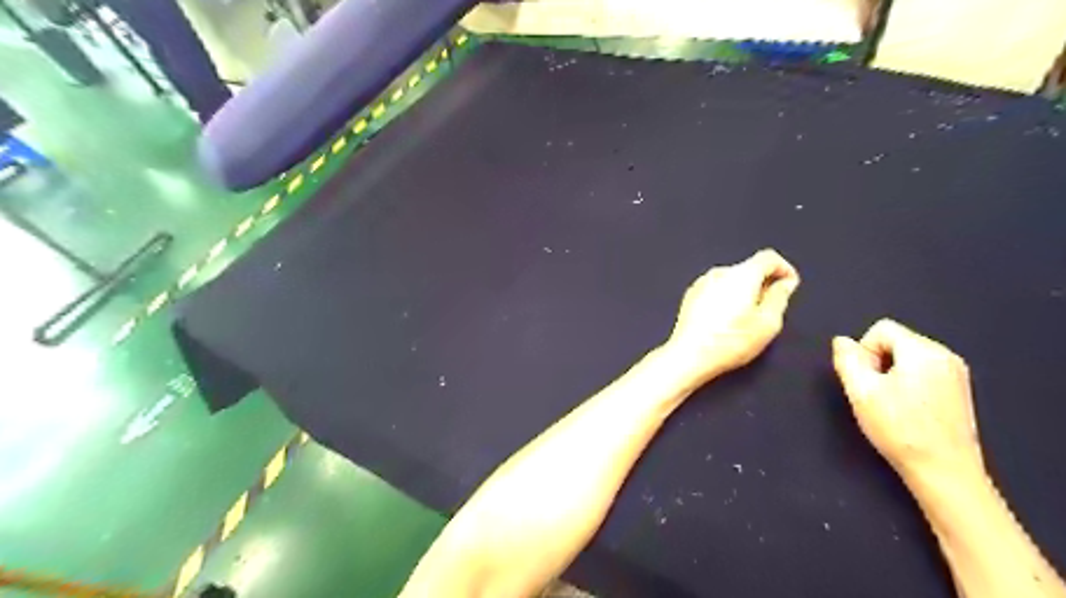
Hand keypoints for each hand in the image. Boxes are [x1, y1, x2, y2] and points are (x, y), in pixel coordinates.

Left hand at [665, 247, 803, 382]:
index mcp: (742, 275)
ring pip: (731, 280)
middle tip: (769, 308)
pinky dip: (726, 298)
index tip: (789, 285)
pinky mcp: (691, 296)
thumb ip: (780, 297)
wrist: (689, 355)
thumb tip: (784, 284)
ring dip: (743, 292)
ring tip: (746, 318)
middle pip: (749, 269)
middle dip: (763, 283)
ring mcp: (702, 283)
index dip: (784, 269)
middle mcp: (720, 273)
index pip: (768, 257)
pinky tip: (726, 321)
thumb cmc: (729, 341)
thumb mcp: (768, 323)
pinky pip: (716, 289)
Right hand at [833, 321, 980, 482]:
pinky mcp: (958, 391)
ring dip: (891, 374)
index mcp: (924, 352)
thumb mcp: (861, 392)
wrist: (944, 472)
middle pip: (896, 341)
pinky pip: (922, 372)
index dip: (864, 351)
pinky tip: (906, 411)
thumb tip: (842, 341)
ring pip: (907, 358)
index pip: (881, 329)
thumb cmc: (901, 431)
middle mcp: (945, 356)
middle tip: (874, 394)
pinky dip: (908, 384)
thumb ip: (847, 360)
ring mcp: (956, 374)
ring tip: (889, 404)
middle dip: (878, 362)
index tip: (866, 380)